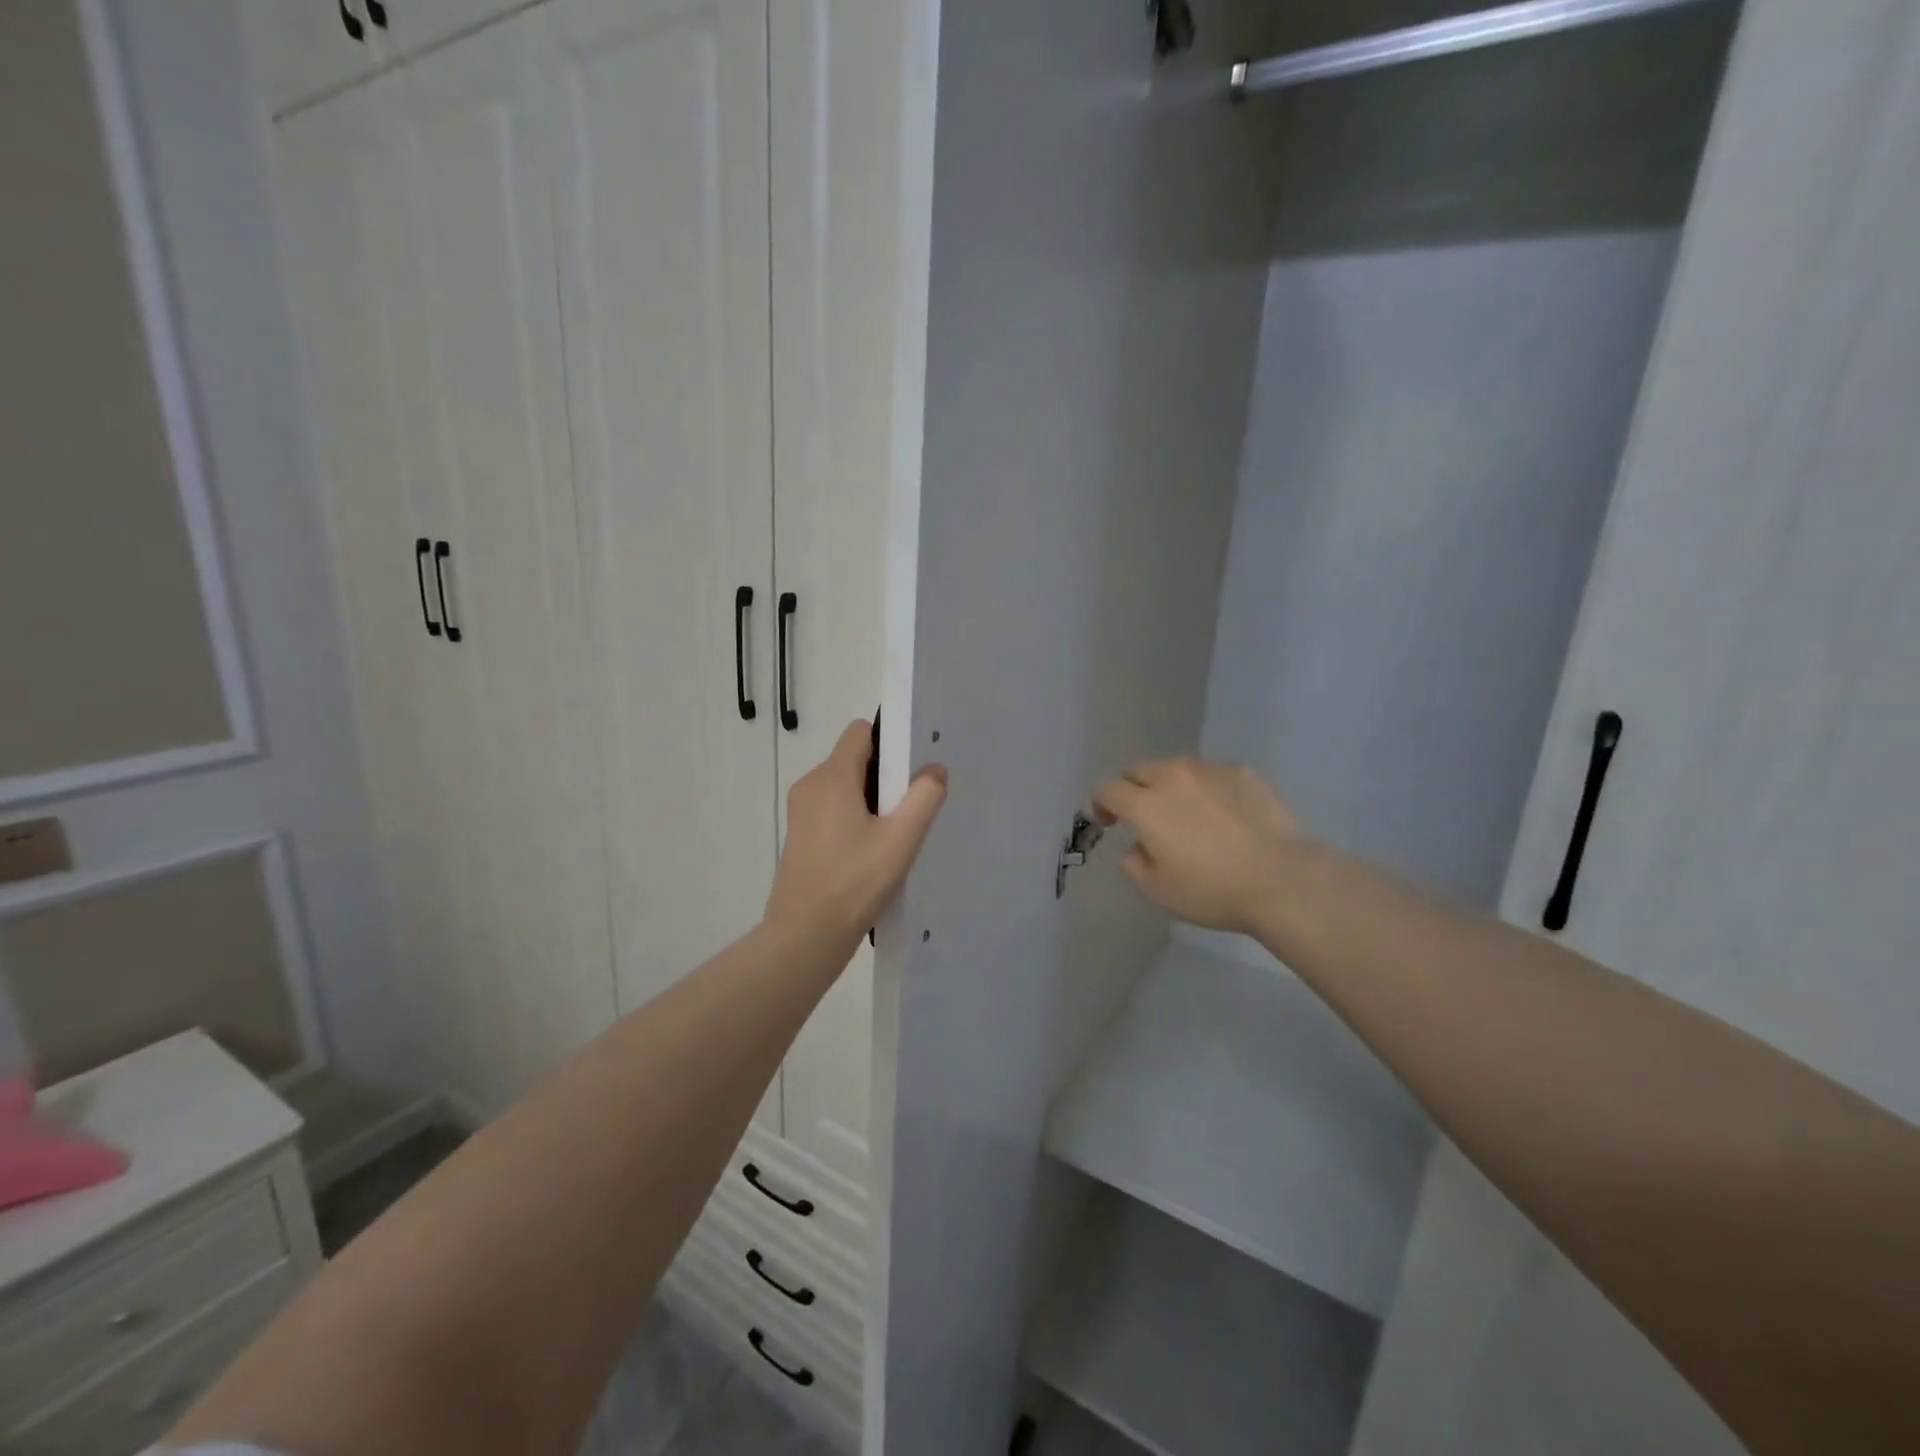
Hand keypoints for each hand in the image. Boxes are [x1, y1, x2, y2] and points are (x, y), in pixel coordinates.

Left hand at [765, 719, 947, 946]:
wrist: (805, 937)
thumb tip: (934, 769)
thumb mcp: (901, 839)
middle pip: (854, 759)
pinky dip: (855, 818)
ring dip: (872, 800)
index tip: (912, 770)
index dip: (890, 741)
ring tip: (894, 835)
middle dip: (886, 775)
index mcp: (832, 777)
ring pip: (844, 786)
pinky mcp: (800, 836)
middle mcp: (811, 785)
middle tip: (910, 808)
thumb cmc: (855, 882)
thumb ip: (924, 796)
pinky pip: (833, 809)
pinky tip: (872, 852)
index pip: (861, 732)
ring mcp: (801, 812)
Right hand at [1092, 757, 1303, 933]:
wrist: (1282, 878)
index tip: (1111, 823)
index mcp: (1146, 805)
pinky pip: (1211, 772)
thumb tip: (1139, 847)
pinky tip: (1223, 812)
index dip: (1102, 804)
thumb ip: (1135, 863)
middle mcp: (1173, 777)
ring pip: (1176, 767)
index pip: (1108, 789)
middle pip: (1138, 769)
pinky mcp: (1242, 771)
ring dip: (1170, 784)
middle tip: (1145, 815)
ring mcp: (1210, 770)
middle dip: (1134, 789)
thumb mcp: (1159, 890)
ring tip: (1188, 811)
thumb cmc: (1213, 890)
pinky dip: (1206, 787)